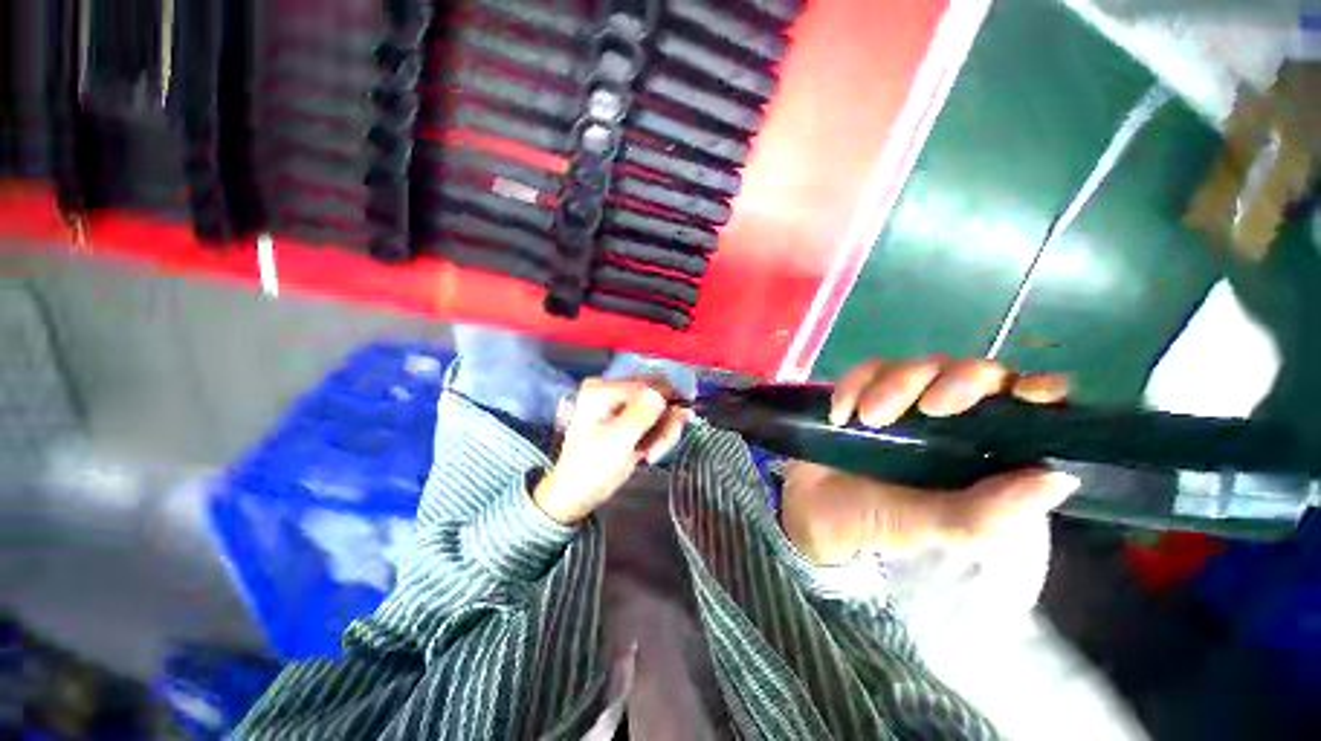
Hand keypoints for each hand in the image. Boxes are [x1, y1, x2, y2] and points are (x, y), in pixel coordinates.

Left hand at [533, 378, 691, 523]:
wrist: (577, 495)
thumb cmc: (591, 466)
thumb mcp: (618, 438)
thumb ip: (642, 412)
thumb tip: (663, 394)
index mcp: (602, 389)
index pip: (647, 386)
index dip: (665, 404)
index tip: (676, 425)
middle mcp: (613, 392)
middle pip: (656, 397)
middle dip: (664, 423)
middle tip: (659, 448)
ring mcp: (622, 408)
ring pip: (660, 411)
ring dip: (662, 434)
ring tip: (652, 455)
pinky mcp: (629, 423)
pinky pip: (656, 423)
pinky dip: (658, 439)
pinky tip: (650, 454)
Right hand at [781, 358, 1081, 564]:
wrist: (815, 512)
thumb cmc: (880, 523)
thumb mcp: (935, 528)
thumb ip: (989, 514)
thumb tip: (1058, 478)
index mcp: (981, 450)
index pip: (1025, 407)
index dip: (1037, 389)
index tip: (1027, 393)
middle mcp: (949, 418)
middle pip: (969, 372)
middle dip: (952, 381)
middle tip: (927, 408)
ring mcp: (902, 402)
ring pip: (914, 366)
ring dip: (891, 386)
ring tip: (865, 419)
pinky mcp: (862, 393)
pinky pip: (864, 372)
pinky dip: (853, 386)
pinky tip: (840, 414)